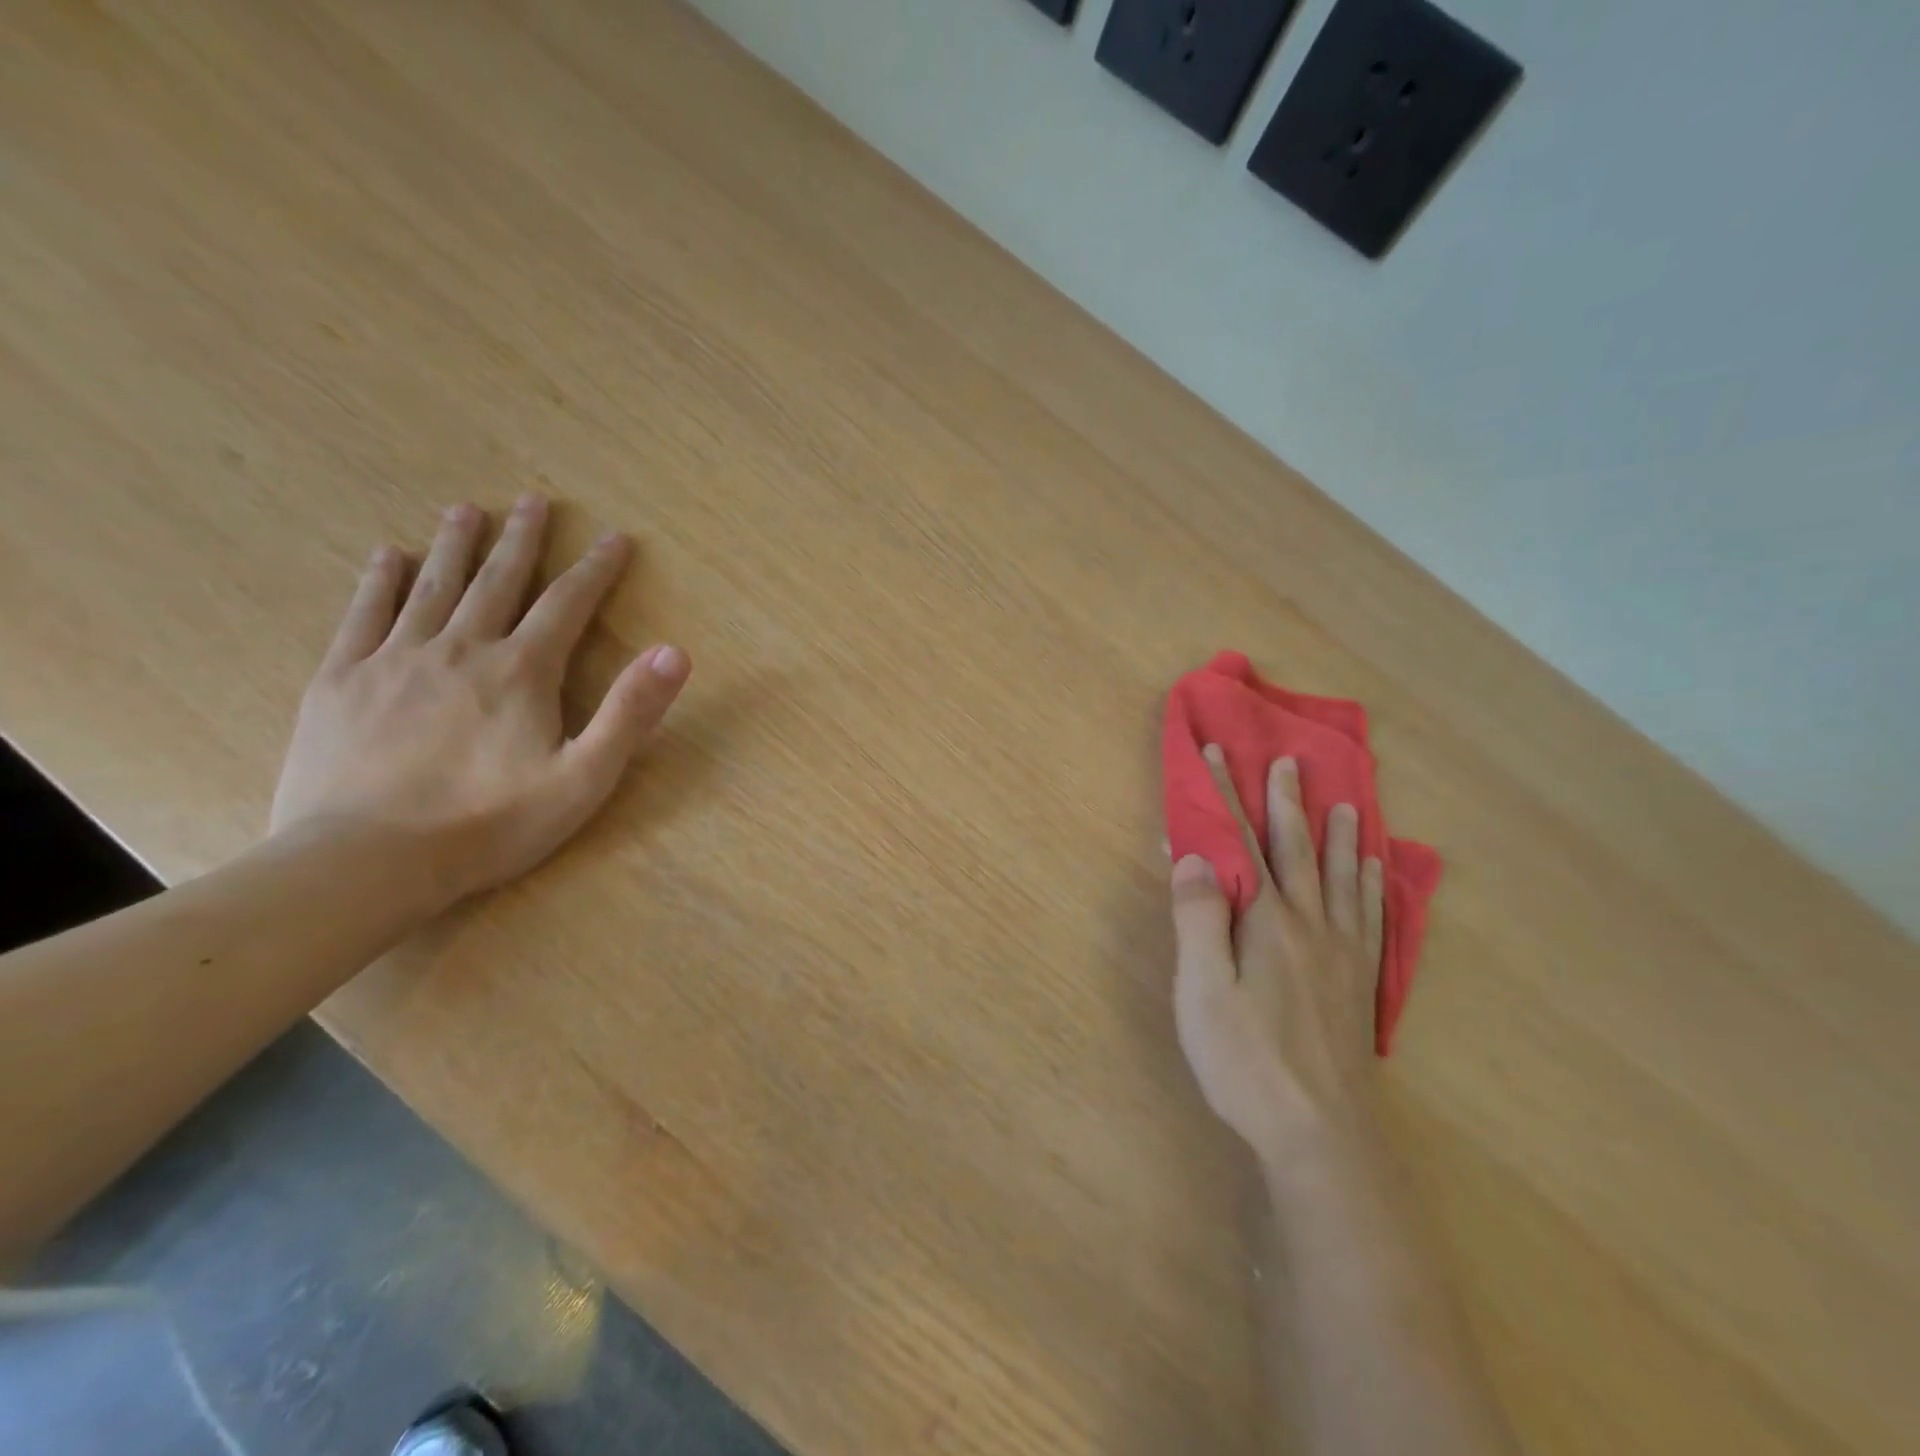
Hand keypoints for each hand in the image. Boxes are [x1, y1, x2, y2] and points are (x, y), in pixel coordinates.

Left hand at [270, 496, 690, 909]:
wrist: (365, 861)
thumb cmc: (490, 824)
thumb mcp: (584, 778)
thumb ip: (630, 712)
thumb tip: (674, 651)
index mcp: (521, 671)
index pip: (568, 604)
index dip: (596, 569)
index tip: (615, 537)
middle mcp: (461, 648)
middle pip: (498, 580)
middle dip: (523, 539)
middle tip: (533, 500)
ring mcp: (395, 659)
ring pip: (433, 586)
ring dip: (455, 545)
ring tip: (466, 510)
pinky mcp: (342, 680)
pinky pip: (365, 614)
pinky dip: (380, 580)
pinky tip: (389, 556)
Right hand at [1169, 746, 1384, 1162]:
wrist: (1322, 1134)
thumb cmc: (1247, 1062)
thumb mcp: (1202, 992)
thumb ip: (1198, 919)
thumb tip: (1195, 856)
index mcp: (1265, 921)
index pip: (1241, 843)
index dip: (1224, 797)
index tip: (1215, 754)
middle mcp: (1309, 924)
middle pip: (1296, 850)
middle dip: (1286, 802)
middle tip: (1288, 762)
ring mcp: (1342, 952)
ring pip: (1342, 877)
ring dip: (1340, 836)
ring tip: (1348, 803)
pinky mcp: (1361, 981)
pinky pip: (1372, 917)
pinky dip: (1374, 885)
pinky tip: (1377, 872)